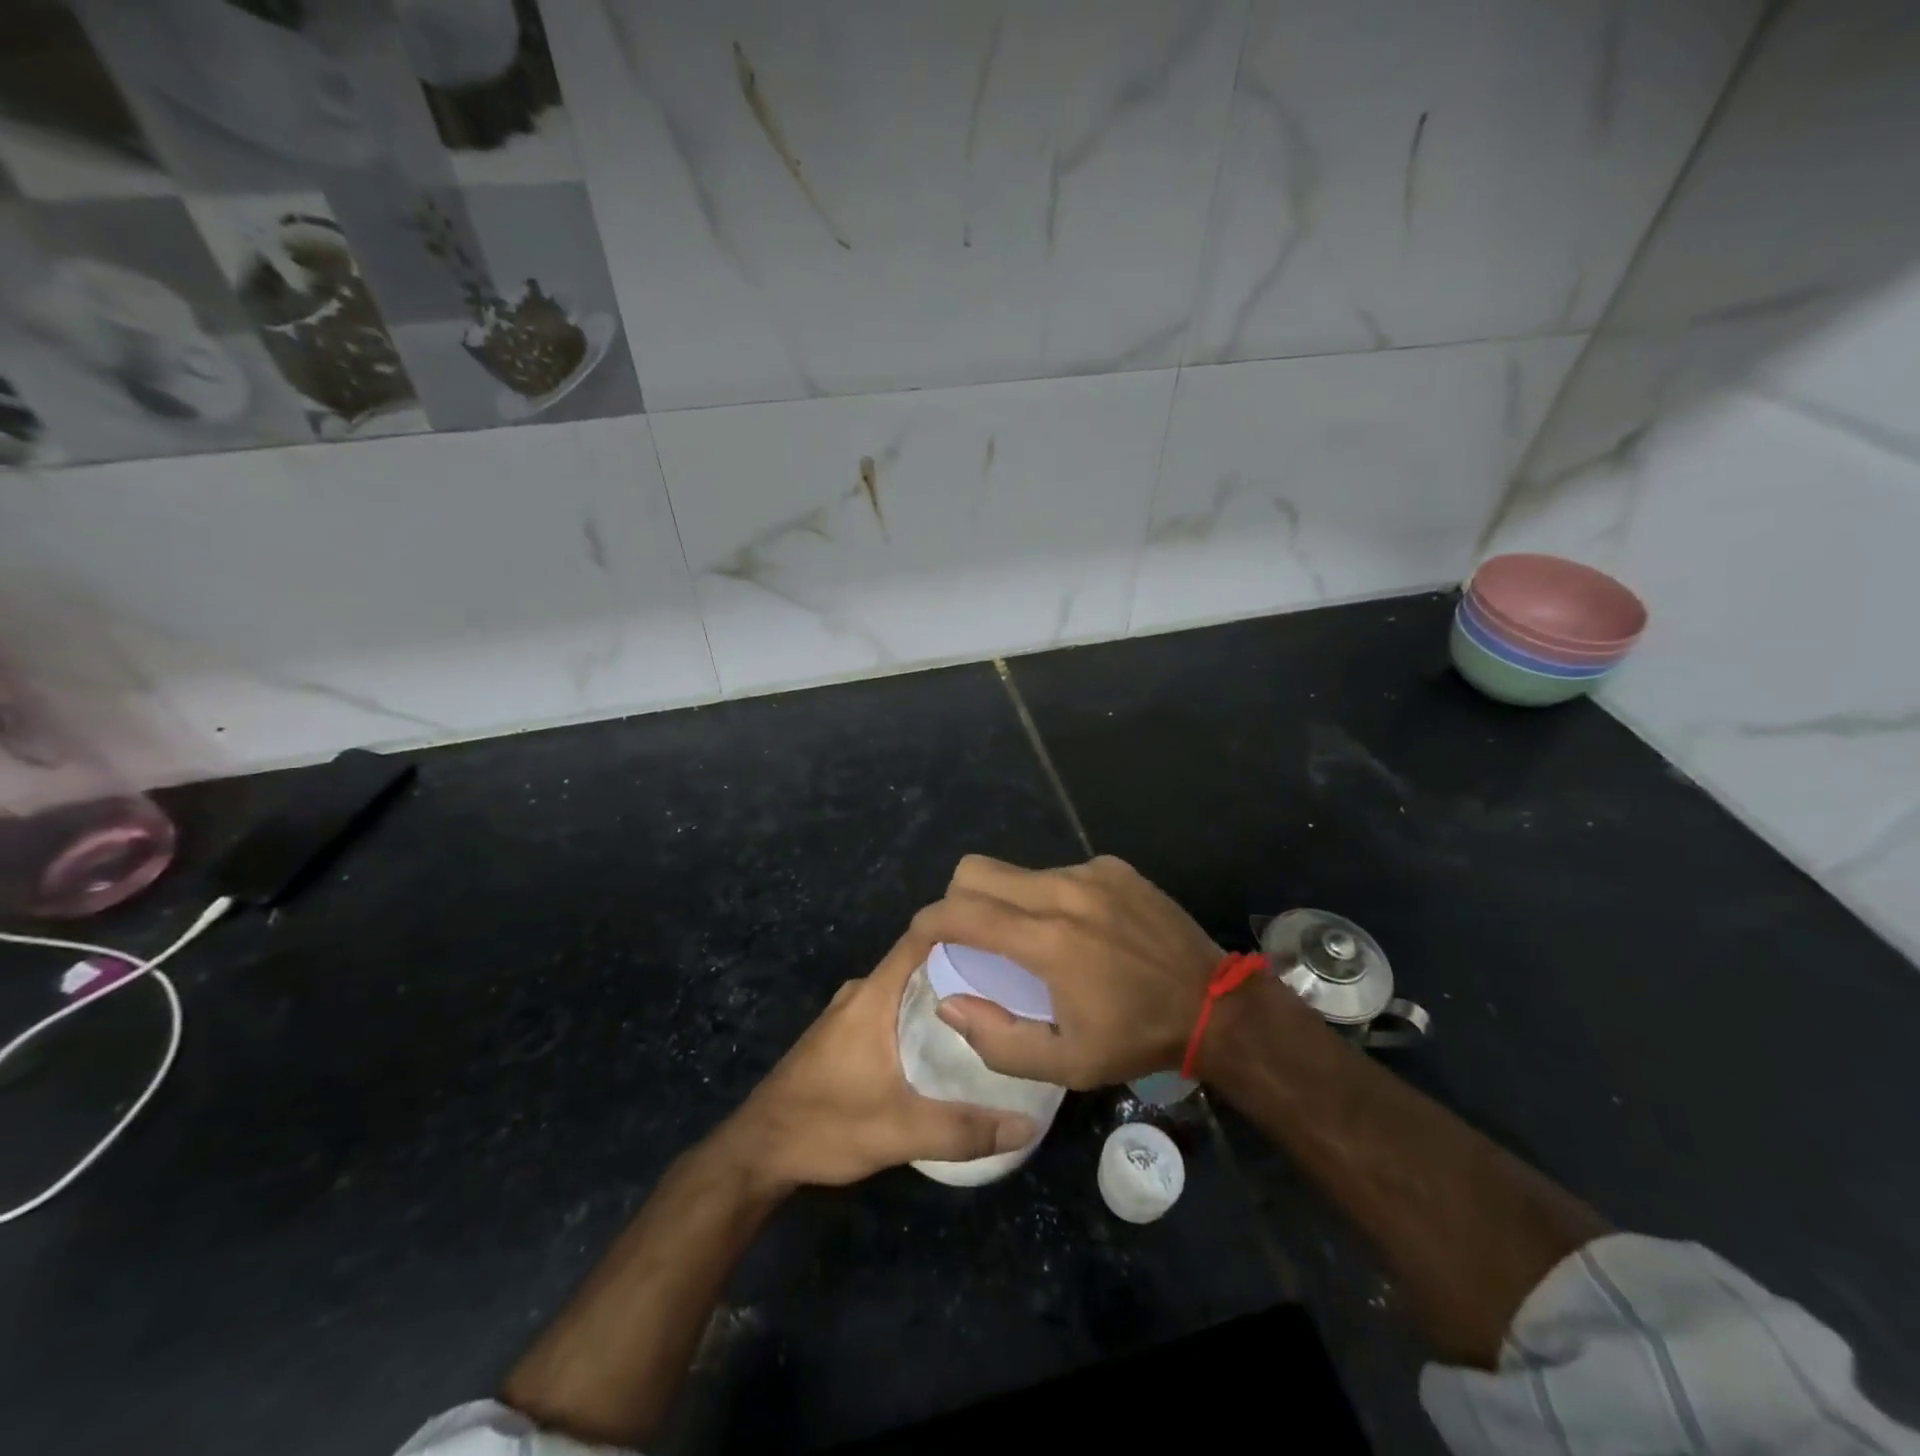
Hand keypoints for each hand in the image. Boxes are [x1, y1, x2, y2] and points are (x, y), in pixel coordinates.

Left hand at [726, 928, 1037, 1188]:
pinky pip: (894, 1007)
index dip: (961, 928)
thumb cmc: (824, 1126)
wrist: (757, 1152)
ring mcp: (850, 1012)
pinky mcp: (844, 1034)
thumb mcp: (898, 1133)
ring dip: (943, 992)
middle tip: (1014, 980)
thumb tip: (1026, 1125)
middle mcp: (862, 992)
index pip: (921, 938)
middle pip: (920, 962)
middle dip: (964, 965)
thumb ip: (963, 1129)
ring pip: (907, 987)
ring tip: (992, 1008)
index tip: (1005, 936)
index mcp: (873, 995)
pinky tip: (949, 1040)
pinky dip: (922, 1013)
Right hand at [910, 855, 1228, 1088]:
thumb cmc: (1135, 1038)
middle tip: (974, 937)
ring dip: (1009, 901)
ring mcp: (1091, 872)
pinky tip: (1078, 928)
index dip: (930, 920)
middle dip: (960, 899)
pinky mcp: (1113, 867)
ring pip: (1019, 871)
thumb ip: (997, 1039)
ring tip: (1035, 940)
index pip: (962, 911)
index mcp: (1047, 940)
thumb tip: (949, 1003)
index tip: (923, 937)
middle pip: (978, 870)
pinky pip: (1058, 872)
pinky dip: (1050, 896)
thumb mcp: (1065, 1063)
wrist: (1213, 1005)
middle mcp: (1063, 892)